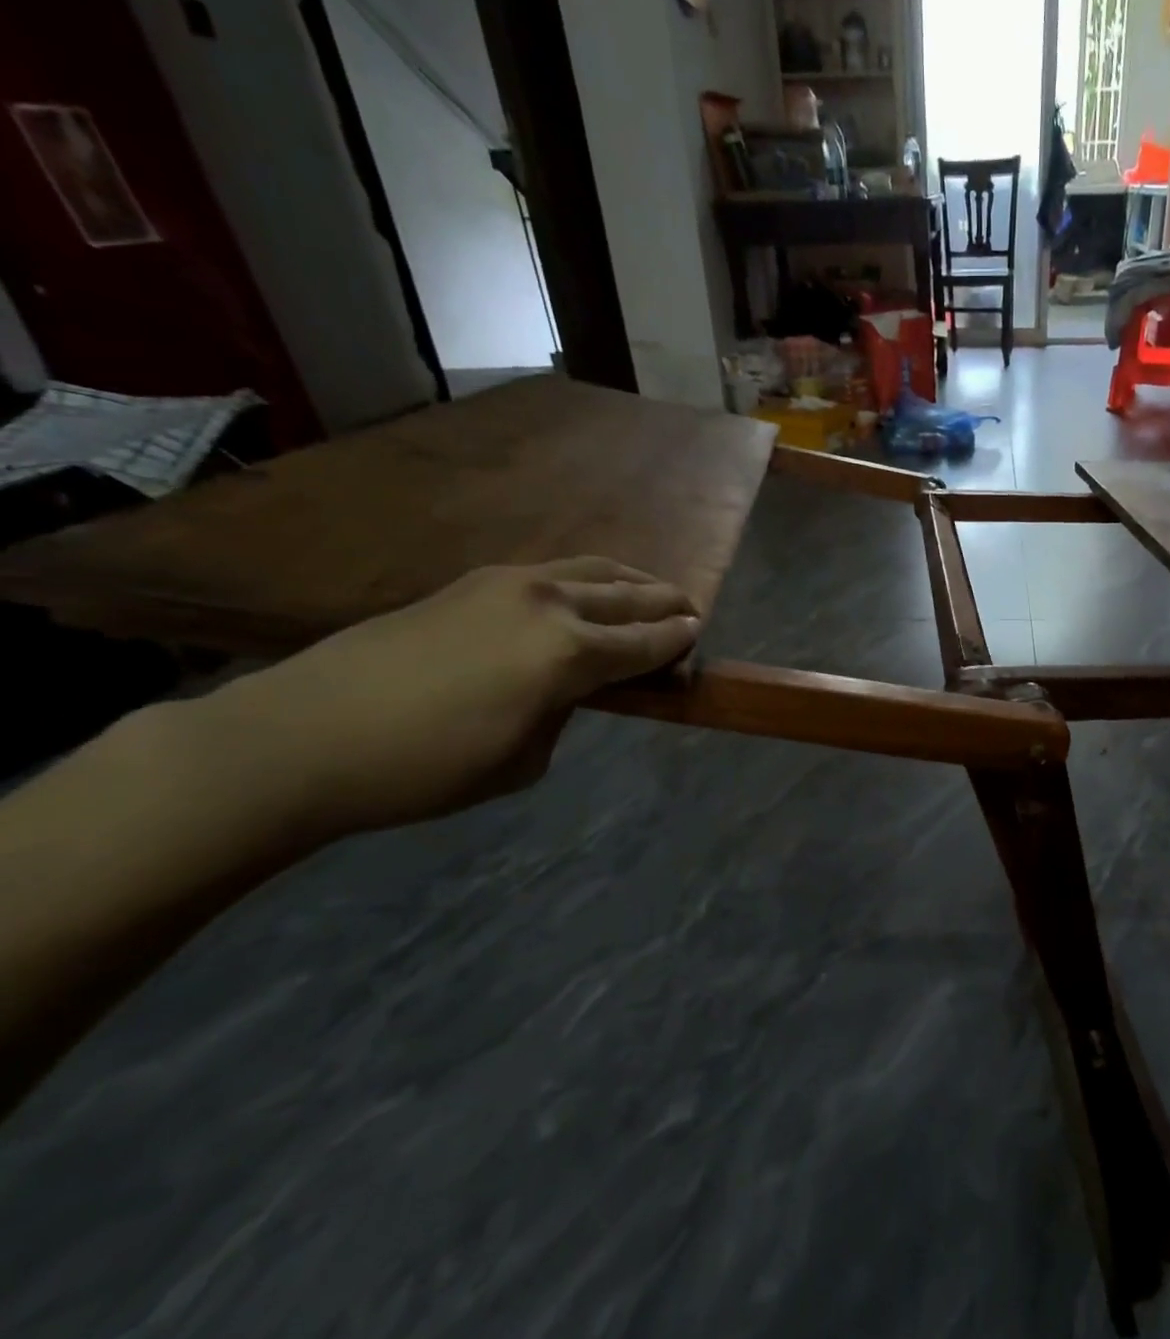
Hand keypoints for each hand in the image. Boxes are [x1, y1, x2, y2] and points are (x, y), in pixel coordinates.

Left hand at [182, 558, 700, 845]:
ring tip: (649, 591)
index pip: (646, 642)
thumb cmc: (425, 768)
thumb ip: (564, 714)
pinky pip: (552, 571)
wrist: (302, 736)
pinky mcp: (472, 582)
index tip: (699, 636)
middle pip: (628, 597)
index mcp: (570, 653)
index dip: (678, 641)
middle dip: (665, 603)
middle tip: (690, 610)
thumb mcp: (522, 761)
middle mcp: (550, 604)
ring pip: (591, 570)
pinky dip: (584, 579)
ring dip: (629, 581)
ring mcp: (508, 584)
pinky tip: (583, 593)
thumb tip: (570, 689)